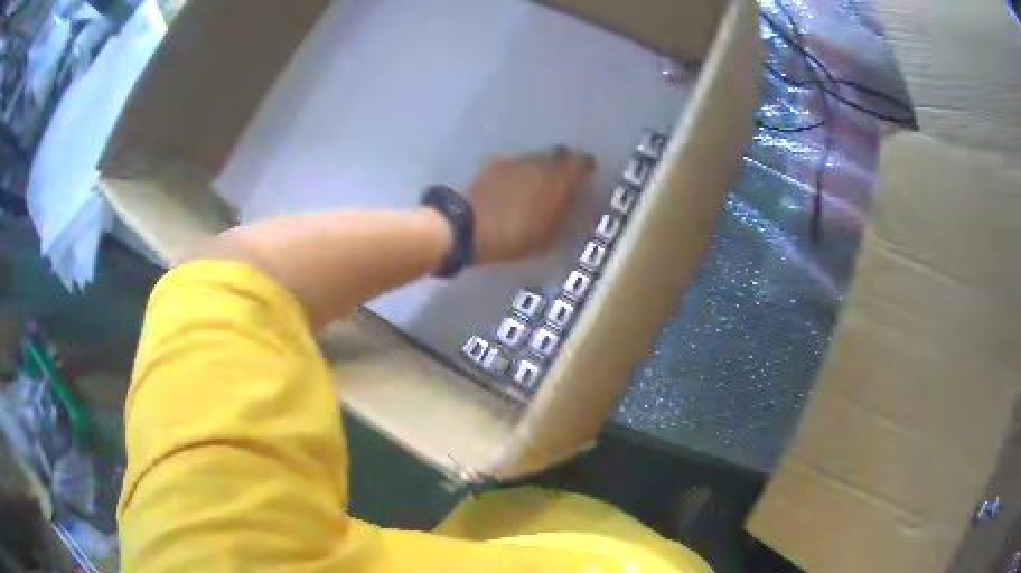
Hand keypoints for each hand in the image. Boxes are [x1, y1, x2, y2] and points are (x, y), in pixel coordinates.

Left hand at [468, 147, 594, 264]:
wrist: (468, 227)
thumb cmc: (515, 237)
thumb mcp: (548, 233)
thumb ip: (563, 210)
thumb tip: (572, 197)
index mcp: (559, 179)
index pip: (581, 162)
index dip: (585, 166)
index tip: (586, 173)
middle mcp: (540, 162)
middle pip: (557, 155)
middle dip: (562, 164)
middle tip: (561, 180)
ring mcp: (515, 160)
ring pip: (535, 158)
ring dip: (539, 167)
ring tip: (536, 185)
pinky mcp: (493, 164)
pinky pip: (515, 164)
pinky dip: (518, 172)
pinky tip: (513, 186)